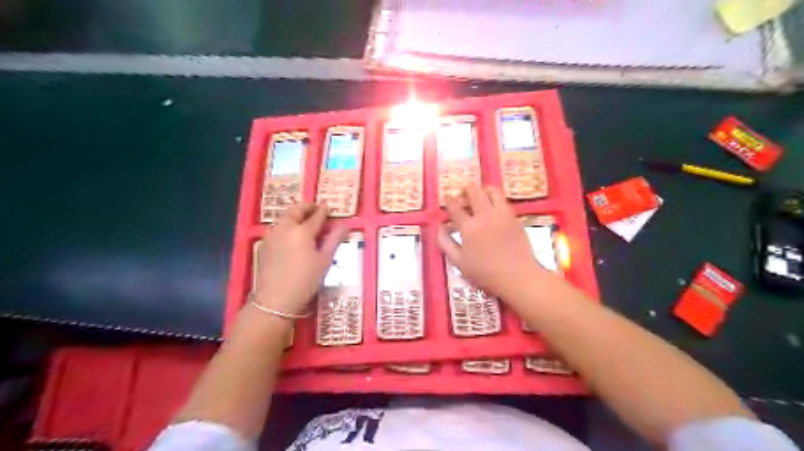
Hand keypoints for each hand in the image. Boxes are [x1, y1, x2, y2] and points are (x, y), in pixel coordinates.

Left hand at [255, 203, 345, 315]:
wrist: (275, 300)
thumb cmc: (305, 280)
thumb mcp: (325, 260)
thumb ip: (334, 240)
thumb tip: (344, 225)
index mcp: (302, 230)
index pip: (316, 215)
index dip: (324, 210)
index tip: (328, 206)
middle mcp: (285, 228)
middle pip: (296, 210)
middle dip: (306, 207)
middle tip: (315, 208)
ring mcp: (272, 235)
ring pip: (284, 218)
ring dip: (295, 215)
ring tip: (304, 220)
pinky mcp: (264, 245)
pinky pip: (277, 228)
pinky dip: (286, 225)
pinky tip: (291, 235)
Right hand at [439, 184, 546, 301]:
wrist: (518, 277)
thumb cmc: (485, 273)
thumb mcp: (459, 263)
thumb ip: (446, 243)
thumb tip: (440, 227)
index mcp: (469, 227)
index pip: (455, 207)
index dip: (448, 200)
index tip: (447, 199)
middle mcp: (485, 215)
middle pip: (474, 191)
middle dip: (466, 189)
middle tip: (463, 193)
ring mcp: (502, 214)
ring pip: (492, 190)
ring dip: (483, 189)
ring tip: (480, 195)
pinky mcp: (514, 217)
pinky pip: (503, 200)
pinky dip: (495, 199)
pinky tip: (493, 207)